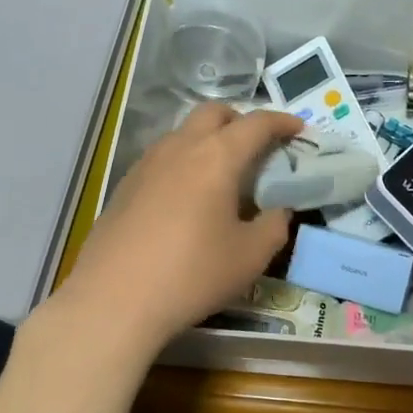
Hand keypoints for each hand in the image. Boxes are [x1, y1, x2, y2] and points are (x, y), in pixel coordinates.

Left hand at [52, 103, 302, 355]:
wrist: (114, 300)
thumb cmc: (192, 274)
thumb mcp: (251, 256)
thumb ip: (274, 226)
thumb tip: (278, 211)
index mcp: (216, 157)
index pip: (256, 124)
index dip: (282, 122)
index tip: (298, 129)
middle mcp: (180, 148)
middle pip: (213, 113)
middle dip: (240, 119)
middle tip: (258, 146)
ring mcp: (146, 164)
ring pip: (183, 133)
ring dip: (209, 139)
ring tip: (223, 173)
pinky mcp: (125, 186)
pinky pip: (163, 157)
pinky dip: (184, 161)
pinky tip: (187, 197)